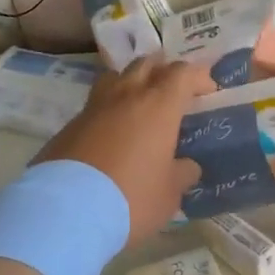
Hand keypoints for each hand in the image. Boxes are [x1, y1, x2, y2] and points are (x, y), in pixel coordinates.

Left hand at [35, 57, 214, 246]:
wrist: (66, 210)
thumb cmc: (132, 198)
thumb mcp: (169, 194)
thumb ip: (182, 174)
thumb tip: (187, 166)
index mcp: (158, 107)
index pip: (182, 74)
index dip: (198, 76)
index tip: (208, 90)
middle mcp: (126, 97)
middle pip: (146, 64)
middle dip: (164, 70)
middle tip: (173, 88)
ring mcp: (93, 108)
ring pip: (116, 77)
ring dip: (132, 81)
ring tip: (140, 100)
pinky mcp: (68, 126)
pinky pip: (95, 105)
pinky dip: (108, 110)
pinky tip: (111, 133)